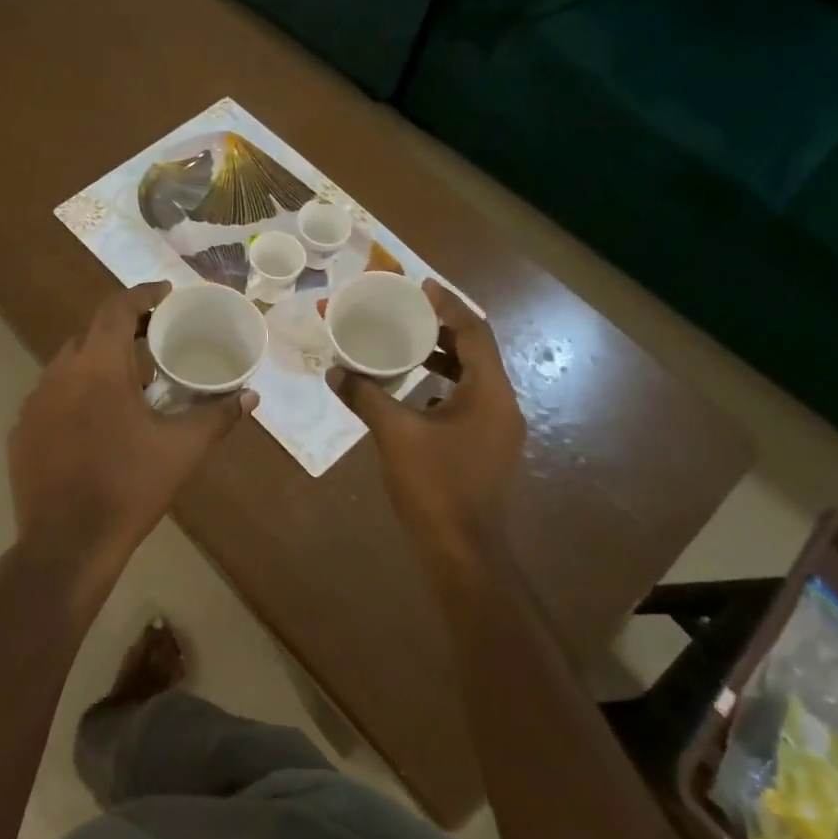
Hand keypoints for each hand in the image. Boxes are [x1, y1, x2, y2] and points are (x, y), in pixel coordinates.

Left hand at [6, 282, 257, 611]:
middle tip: (154, 338)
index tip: (166, 294)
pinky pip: (52, 395)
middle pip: (91, 332)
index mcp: (97, 365)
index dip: (143, 295)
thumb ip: (217, 415)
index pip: (117, 308)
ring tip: (130, 381)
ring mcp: (34, 401)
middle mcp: (59, 372)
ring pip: (69, 364)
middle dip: (123, 328)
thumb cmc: (129, 487)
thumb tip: (250, 396)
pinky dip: (76, 393)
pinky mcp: (21, 430)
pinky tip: (95, 420)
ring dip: (99, 362)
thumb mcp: (182, 449)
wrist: (67, 545)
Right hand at [329, 281, 525, 572]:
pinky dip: (442, 386)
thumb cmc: (435, 486)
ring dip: (442, 359)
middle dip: (443, 329)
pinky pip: (467, 401)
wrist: (464, 552)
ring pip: (472, 378)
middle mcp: (502, 404)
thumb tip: (335, 370)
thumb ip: (365, 396)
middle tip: (407, 312)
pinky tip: (412, 393)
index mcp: (489, 392)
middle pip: (476, 352)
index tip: (420, 286)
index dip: (449, 305)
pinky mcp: (487, 447)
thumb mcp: (395, 434)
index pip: (475, 332)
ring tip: (404, 346)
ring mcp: (498, 429)